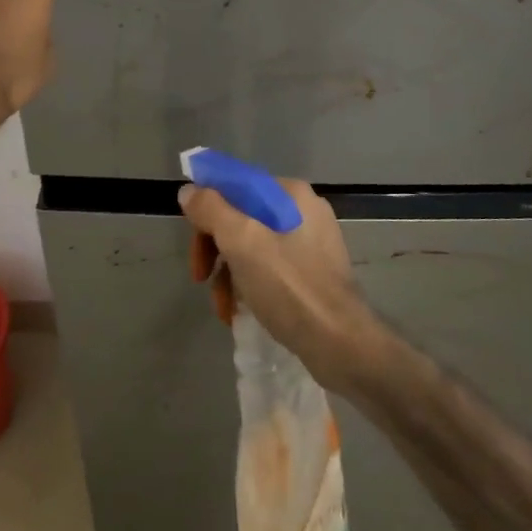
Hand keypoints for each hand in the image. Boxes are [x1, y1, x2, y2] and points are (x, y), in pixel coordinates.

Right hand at [179, 179, 380, 393]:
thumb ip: (211, 209)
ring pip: (253, 245)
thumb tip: (189, 191)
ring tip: (222, 306)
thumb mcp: (242, 242)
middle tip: (200, 277)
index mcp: (290, 194)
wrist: (342, 345)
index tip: (193, 239)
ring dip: (229, 273)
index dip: (206, 208)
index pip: (235, 185)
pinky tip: (240, 311)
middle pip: (242, 217)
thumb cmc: (290, 287)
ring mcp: (312, 243)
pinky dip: (250, 285)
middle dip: (216, 248)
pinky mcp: (314, 273)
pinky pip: (270, 268)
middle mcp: (303, 211)